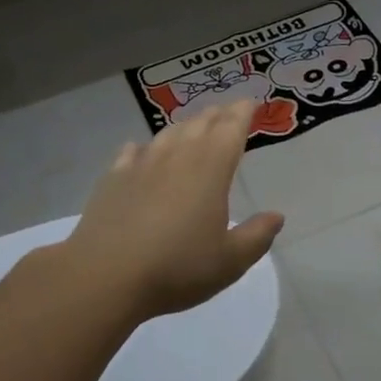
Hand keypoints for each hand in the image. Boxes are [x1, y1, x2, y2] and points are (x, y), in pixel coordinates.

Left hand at [64, 101, 284, 319]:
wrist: (104, 277)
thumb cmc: (177, 269)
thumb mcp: (230, 261)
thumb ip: (256, 236)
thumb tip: (276, 216)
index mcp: (211, 170)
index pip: (231, 129)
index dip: (243, 113)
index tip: (251, 102)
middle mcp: (177, 157)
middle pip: (199, 124)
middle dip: (216, 115)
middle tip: (226, 111)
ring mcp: (140, 166)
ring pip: (167, 134)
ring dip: (184, 127)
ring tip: (192, 127)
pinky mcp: (112, 180)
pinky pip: (132, 153)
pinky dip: (143, 148)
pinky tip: (141, 151)